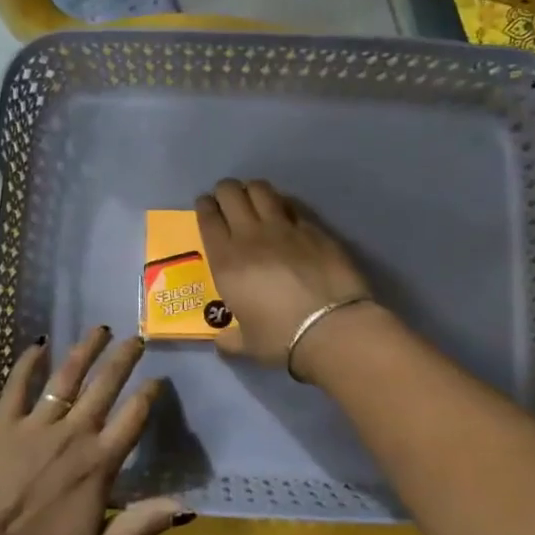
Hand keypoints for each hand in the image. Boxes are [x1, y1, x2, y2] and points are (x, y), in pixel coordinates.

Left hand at [0, 328, 187, 534]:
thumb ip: (141, 525)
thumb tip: (186, 507)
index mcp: (98, 464)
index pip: (133, 418)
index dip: (149, 395)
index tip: (158, 379)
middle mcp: (72, 435)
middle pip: (104, 387)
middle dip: (124, 359)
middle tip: (137, 337)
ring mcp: (35, 426)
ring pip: (66, 377)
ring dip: (86, 350)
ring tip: (101, 329)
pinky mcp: (2, 425)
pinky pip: (17, 386)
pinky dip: (29, 363)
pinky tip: (39, 344)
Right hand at [195, 179, 374, 376]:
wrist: (330, 328)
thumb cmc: (281, 338)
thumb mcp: (247, 344)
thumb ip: (230, 340)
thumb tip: (222, 342)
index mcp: (226, 261)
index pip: (208, 218)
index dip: (204, 206)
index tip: (205, 205)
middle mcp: (250, 236)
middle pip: (231, 193)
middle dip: (225, 191)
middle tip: (227, 200)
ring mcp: (283, 228)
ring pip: (261, 189)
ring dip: (252, 190)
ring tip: (254, 199)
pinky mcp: (313, 228)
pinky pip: (291, 205)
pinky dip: (283, 204)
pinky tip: (285, 213)